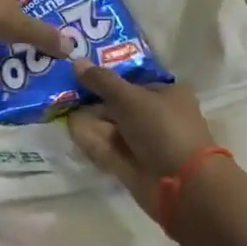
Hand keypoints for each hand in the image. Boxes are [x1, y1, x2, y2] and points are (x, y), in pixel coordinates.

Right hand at [67, 65, 218, 216]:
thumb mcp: (130, 98)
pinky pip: (108, 149)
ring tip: (63, 112)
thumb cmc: (162, 129)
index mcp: (167, 94)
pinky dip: (92, 142)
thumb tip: (76, 61)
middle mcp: (157, 117)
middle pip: (119, 106)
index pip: (132, 83)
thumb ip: (102, 81)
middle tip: (66, 95)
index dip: (106, 80)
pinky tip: (72, 132)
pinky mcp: (133, 166)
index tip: (79, 76)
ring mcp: (145, 144)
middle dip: (94, 102)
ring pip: (112, 129)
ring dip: (90, 122)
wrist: (182, 184)